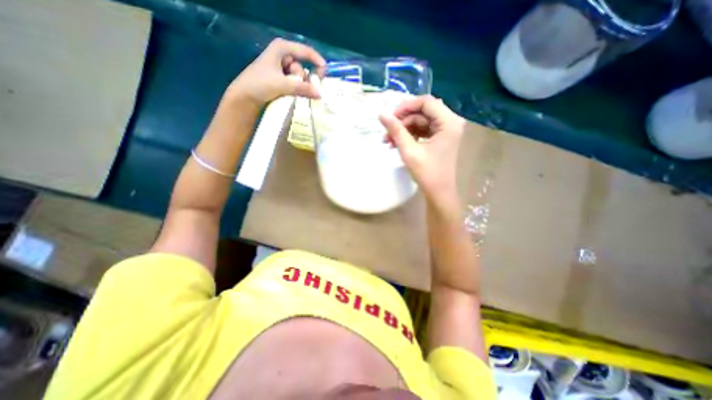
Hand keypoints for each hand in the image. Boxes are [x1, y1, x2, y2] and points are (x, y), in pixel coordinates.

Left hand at [227, 38, 326, 105]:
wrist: (244, 97)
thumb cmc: (260, 84)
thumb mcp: (283, 85)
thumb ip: (303, 89)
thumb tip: (320, 94)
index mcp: (281, 48)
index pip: (305, 51)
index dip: (317, 61)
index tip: (325, 73)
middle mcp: (282, 56)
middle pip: (302, 67)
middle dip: (303, 79)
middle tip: (299, 89)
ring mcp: (281, 68)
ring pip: (299, 78)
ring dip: (299, 86)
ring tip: (290, 93)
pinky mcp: (280, 79)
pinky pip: (295, 83)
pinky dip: (296, 89)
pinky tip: (293, 95)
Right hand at [378, 95, 468, 204]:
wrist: (438, 192)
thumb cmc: (427, 173)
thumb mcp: (409, 150)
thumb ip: (396, 130)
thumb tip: (381, 114)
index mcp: (449, 122)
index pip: (426, 102)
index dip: (406, 106)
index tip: (390, 117)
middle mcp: (450, 122)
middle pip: (423, 111)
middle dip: (403, 121)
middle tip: (387, 132)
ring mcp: (446, 130)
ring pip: (421, 121)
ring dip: (404, 129)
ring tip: (388, 142)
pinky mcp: (440, 138)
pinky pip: (423, 130)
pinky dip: (410, 135)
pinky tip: (397, 143)